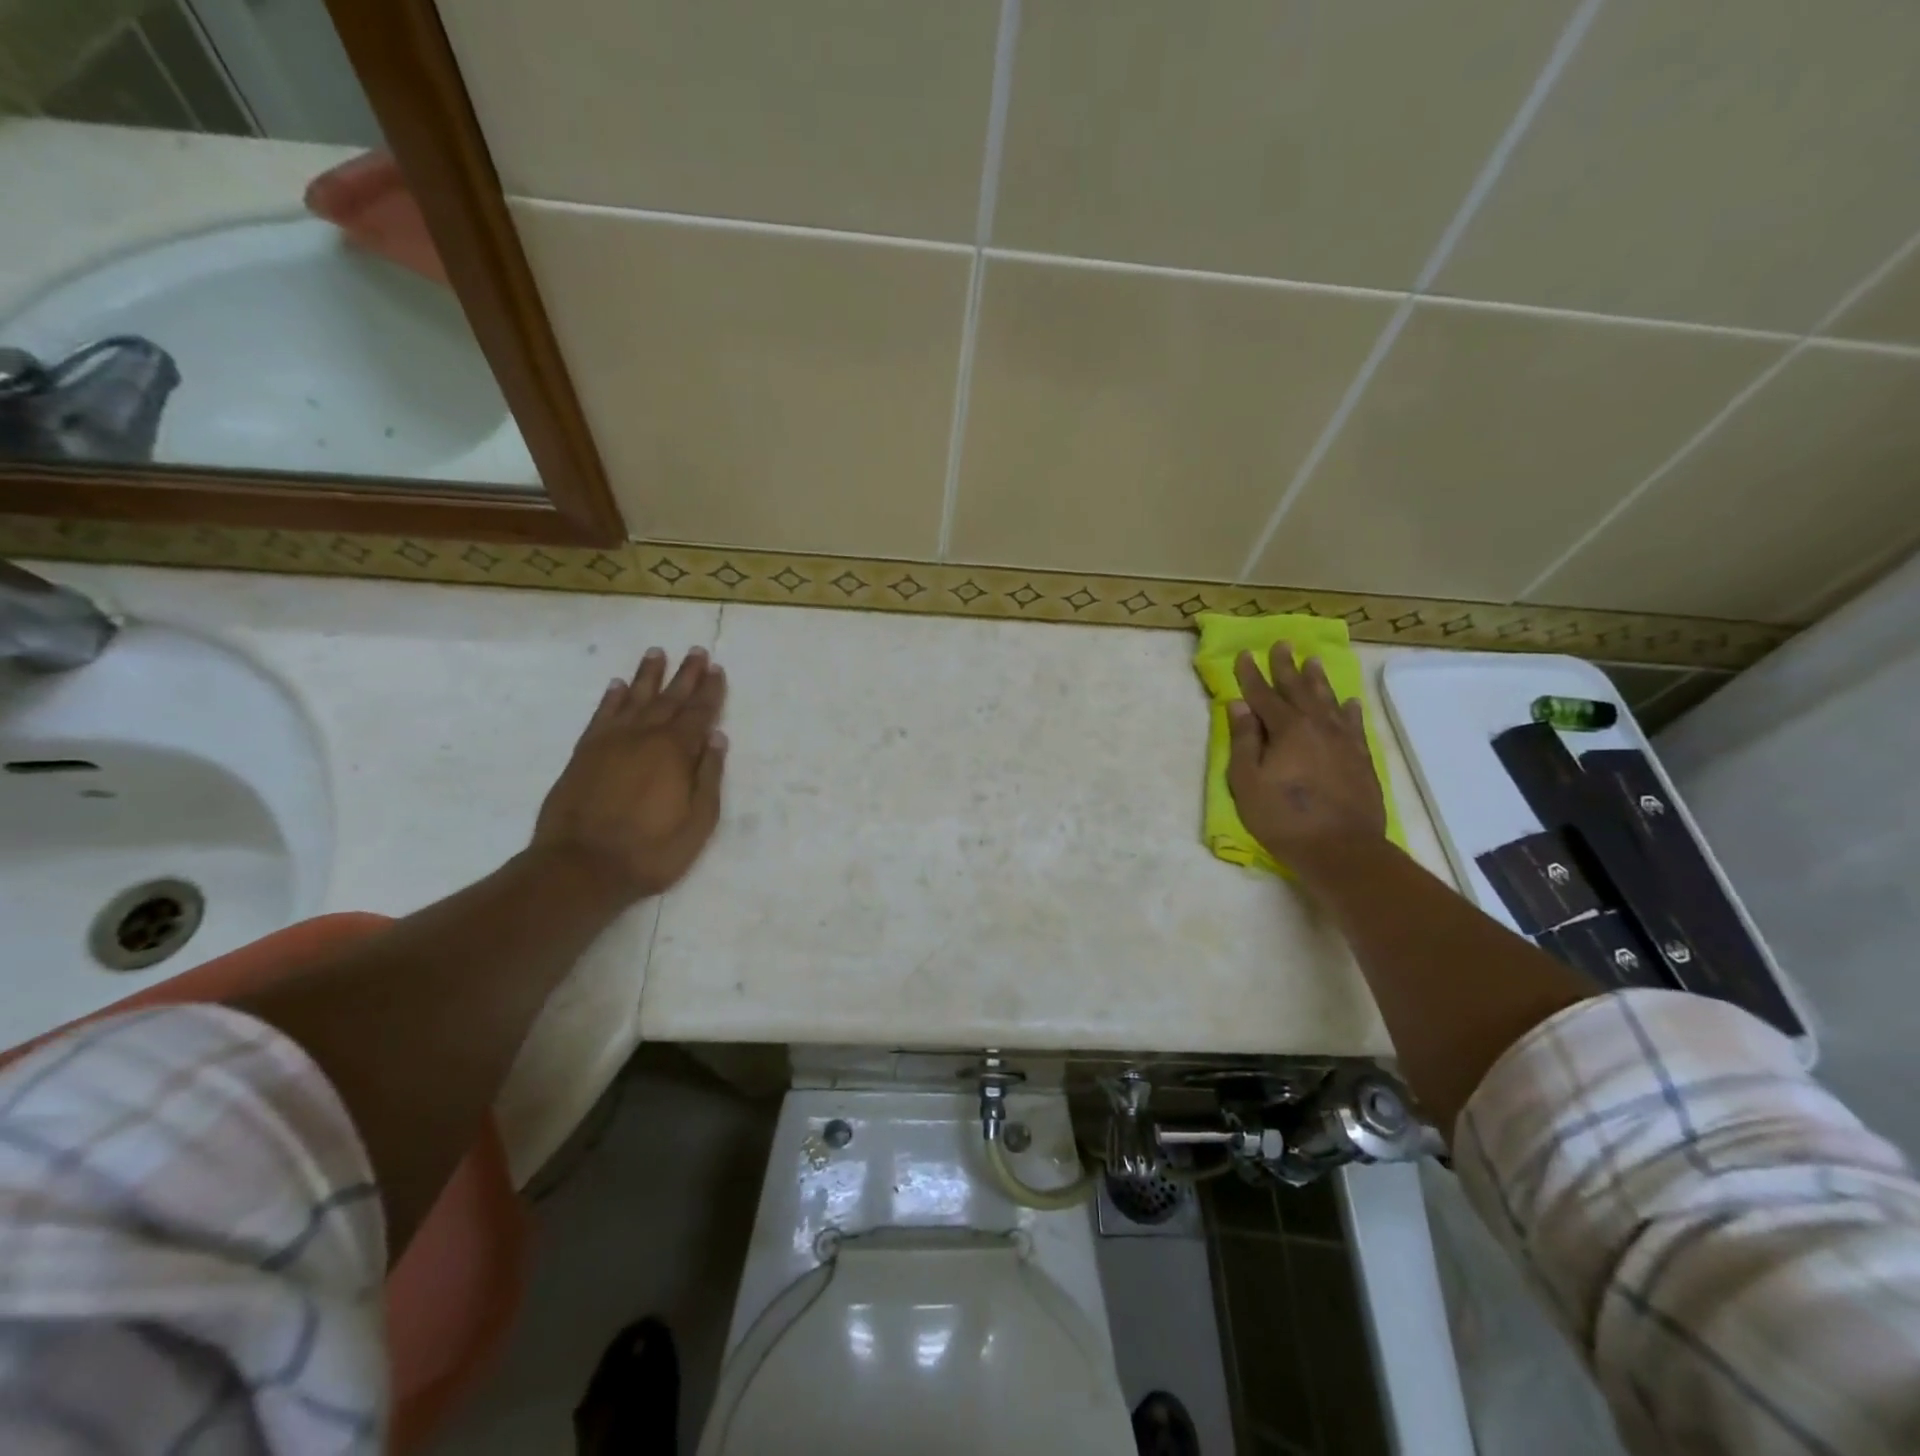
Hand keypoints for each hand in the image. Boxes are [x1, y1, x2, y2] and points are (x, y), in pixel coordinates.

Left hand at [532, 646, 727, 901]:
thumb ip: (709, 776)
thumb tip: (717, 738)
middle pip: (669, 698)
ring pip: (634, 698)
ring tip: (657, 653)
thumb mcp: (698, 822)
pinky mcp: (585, 753)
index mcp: (676, 751)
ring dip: (648, 675)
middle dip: (686, 674)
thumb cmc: (650, 851)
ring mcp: (611, 742)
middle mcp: (644, 736)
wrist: (580, 867)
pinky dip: (612, 698)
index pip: (699, 713)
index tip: (717, 669)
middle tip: (697, 651)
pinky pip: (602, 715)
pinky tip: (618, 686)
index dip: (710, 691)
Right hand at [1226, 643, 1385, 873]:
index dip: (1251, 675)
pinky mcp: (1361, 759)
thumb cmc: (1283, 818)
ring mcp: (1344, 741)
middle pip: (1299, 689)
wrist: (1341, 849)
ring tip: (1312, 661)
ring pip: (1329, 701)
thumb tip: (1240, 706)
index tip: (1245, 654)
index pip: (1264, 695)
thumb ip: (1244, 741)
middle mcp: (1318, 726)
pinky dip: (1348, 709)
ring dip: (1318, 680)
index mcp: (1287, 729)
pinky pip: (1354, 724)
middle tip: (1282, 644)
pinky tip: (1348, 702)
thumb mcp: (1248, 782)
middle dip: (1286, 667)